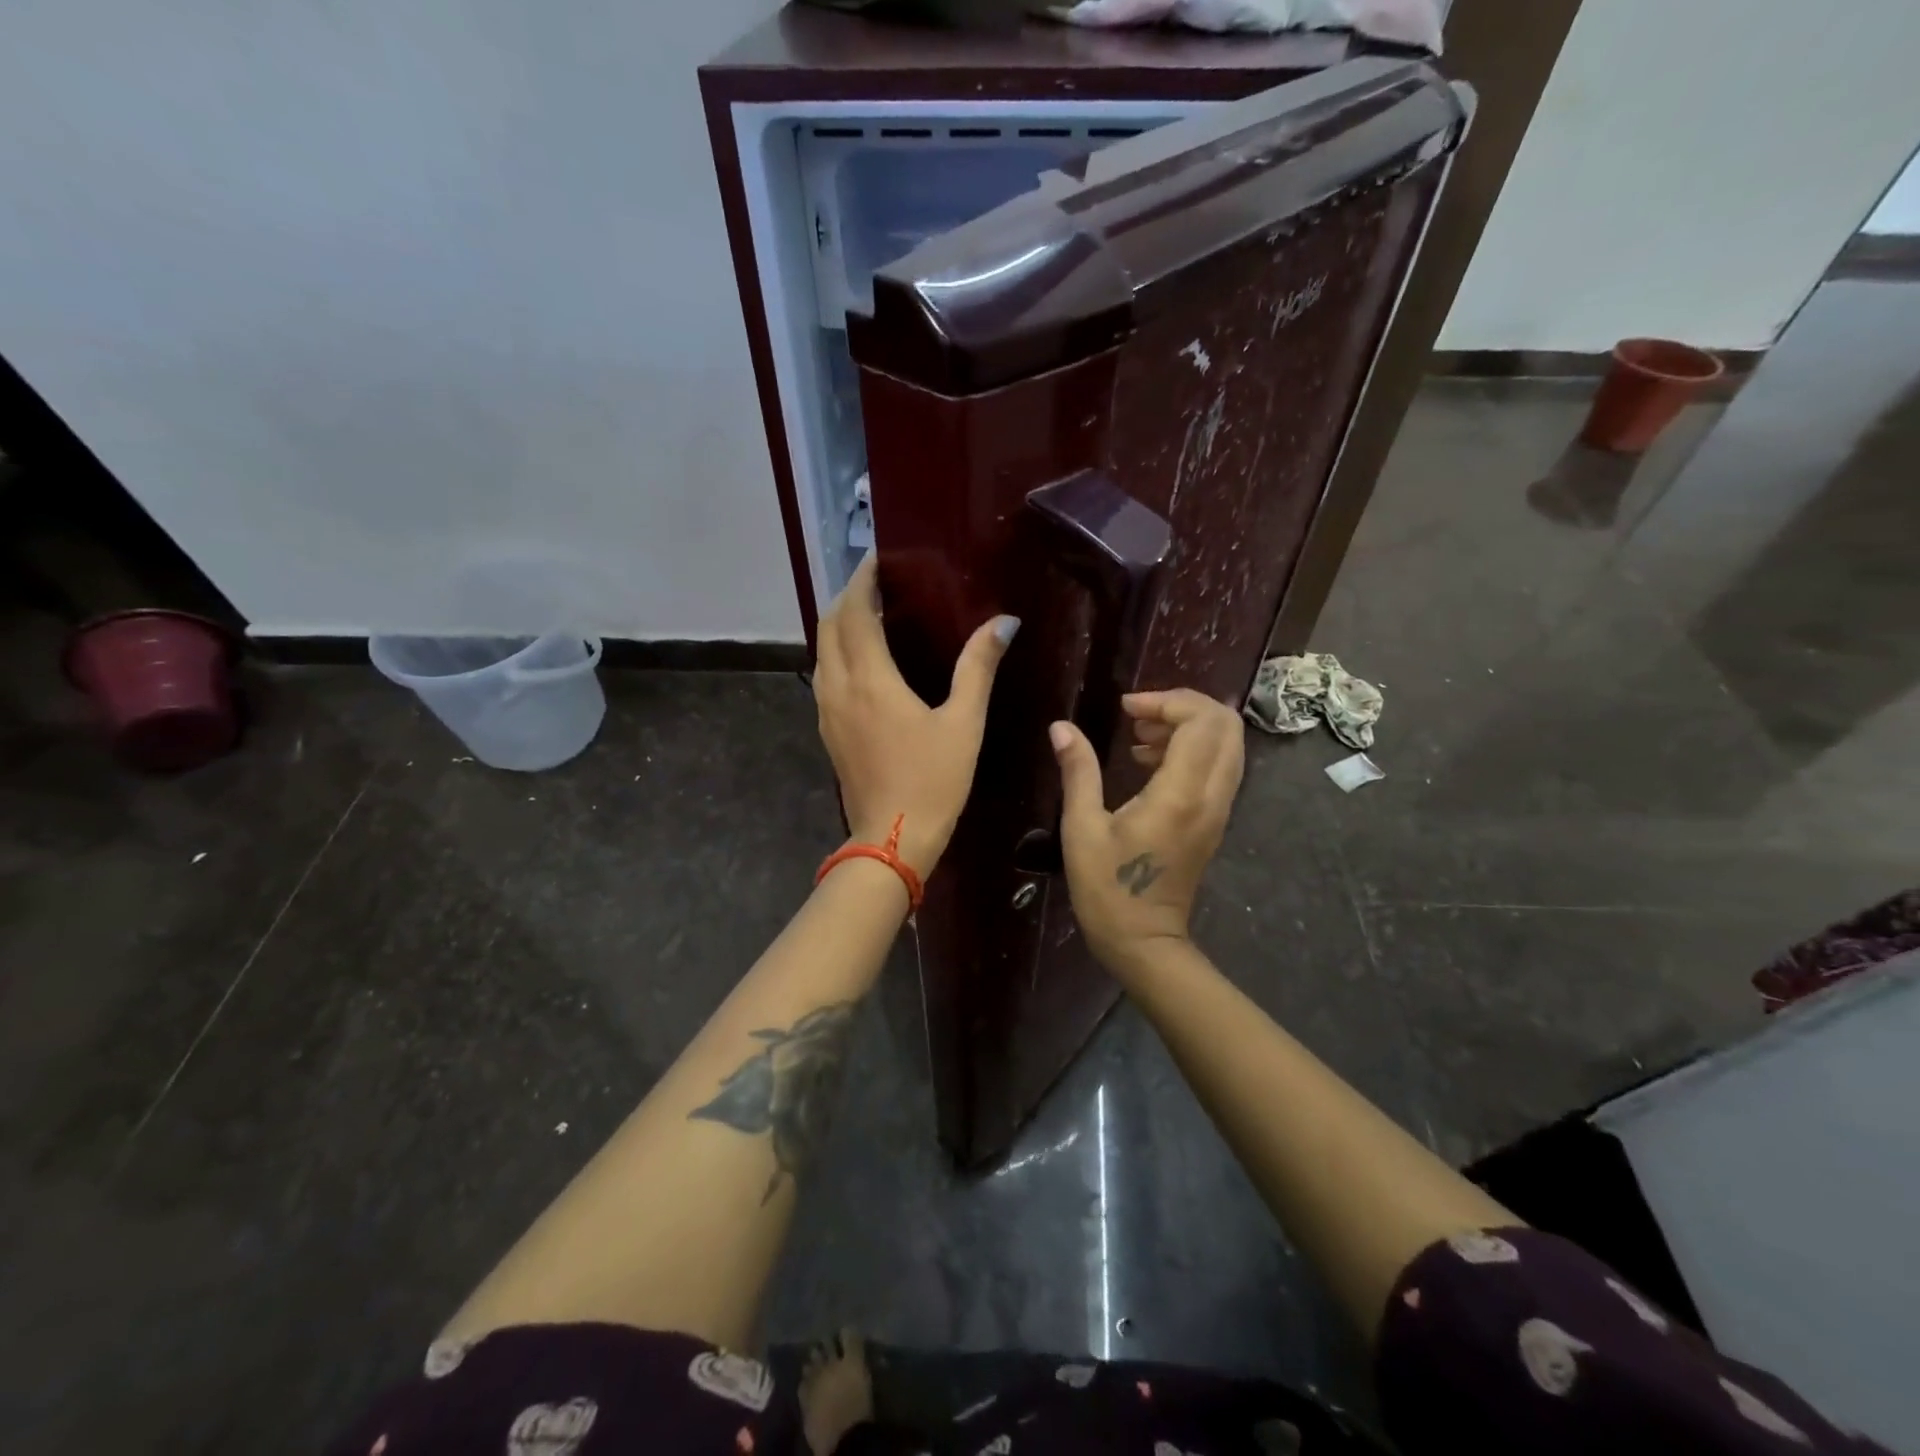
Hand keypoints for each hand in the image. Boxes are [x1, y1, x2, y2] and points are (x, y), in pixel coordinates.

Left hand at [814, 555, 1018, 878]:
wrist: (891, 839)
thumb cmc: (932, 781)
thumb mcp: (963, 723)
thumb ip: (978, 668)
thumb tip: (1004, 623)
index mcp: (870, 679)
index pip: (853, 612)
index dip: (863, 580)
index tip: (879, 559)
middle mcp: (838, 687)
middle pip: (828, 625)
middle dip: (847, 596)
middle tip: (879, 583)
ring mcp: (826, 711)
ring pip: (821, 651)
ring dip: (839, 624)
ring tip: (871, 613)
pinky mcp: (827, 730)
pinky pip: (825, 675)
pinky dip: (838, 652)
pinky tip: (865, 660)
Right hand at [1050, 689, 1244, 976]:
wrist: (1144, 941)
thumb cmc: (1107, 888)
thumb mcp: (1082, 828)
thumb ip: (1078, 771)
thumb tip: (1061, 727)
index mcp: (1180, 794)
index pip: (1201, 721)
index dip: (1166, 700)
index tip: (1126, 707)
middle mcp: (1211, 796)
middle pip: (1225, 724)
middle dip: (1183, 705)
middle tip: (1138, 714)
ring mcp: (1219, 809)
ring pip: (1228, 744)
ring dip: (1189, 726)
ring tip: (1140, 735)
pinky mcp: (1214, 819)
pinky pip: (1219, 765)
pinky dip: (1193, 748)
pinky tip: (1149, 761)